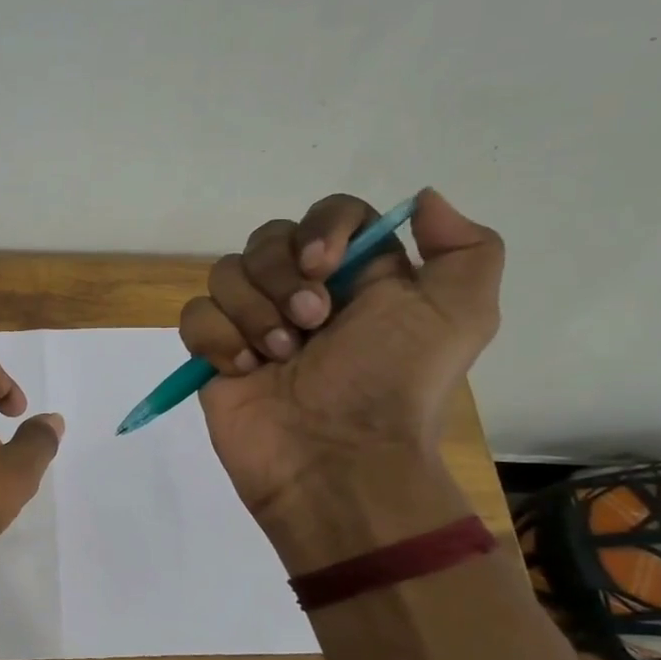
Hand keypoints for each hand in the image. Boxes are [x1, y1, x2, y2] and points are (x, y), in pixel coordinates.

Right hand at [178, 189, 502, 535]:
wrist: (335, 460)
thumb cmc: (391, 385)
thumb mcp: (459, 316)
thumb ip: (465, 248)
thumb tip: (423, 199)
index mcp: (358, 277)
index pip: (330, 214)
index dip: (321, 229)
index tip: (324, 266)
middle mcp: (303, 292)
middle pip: (267, 239)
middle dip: (282, 279)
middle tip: (311, 325)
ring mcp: (252, 322)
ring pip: (224, 273)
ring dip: (252, 313)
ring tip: (279, 357)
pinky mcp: (215, 353)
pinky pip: (195, 315)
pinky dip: (218, 339)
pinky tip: (245, 370)